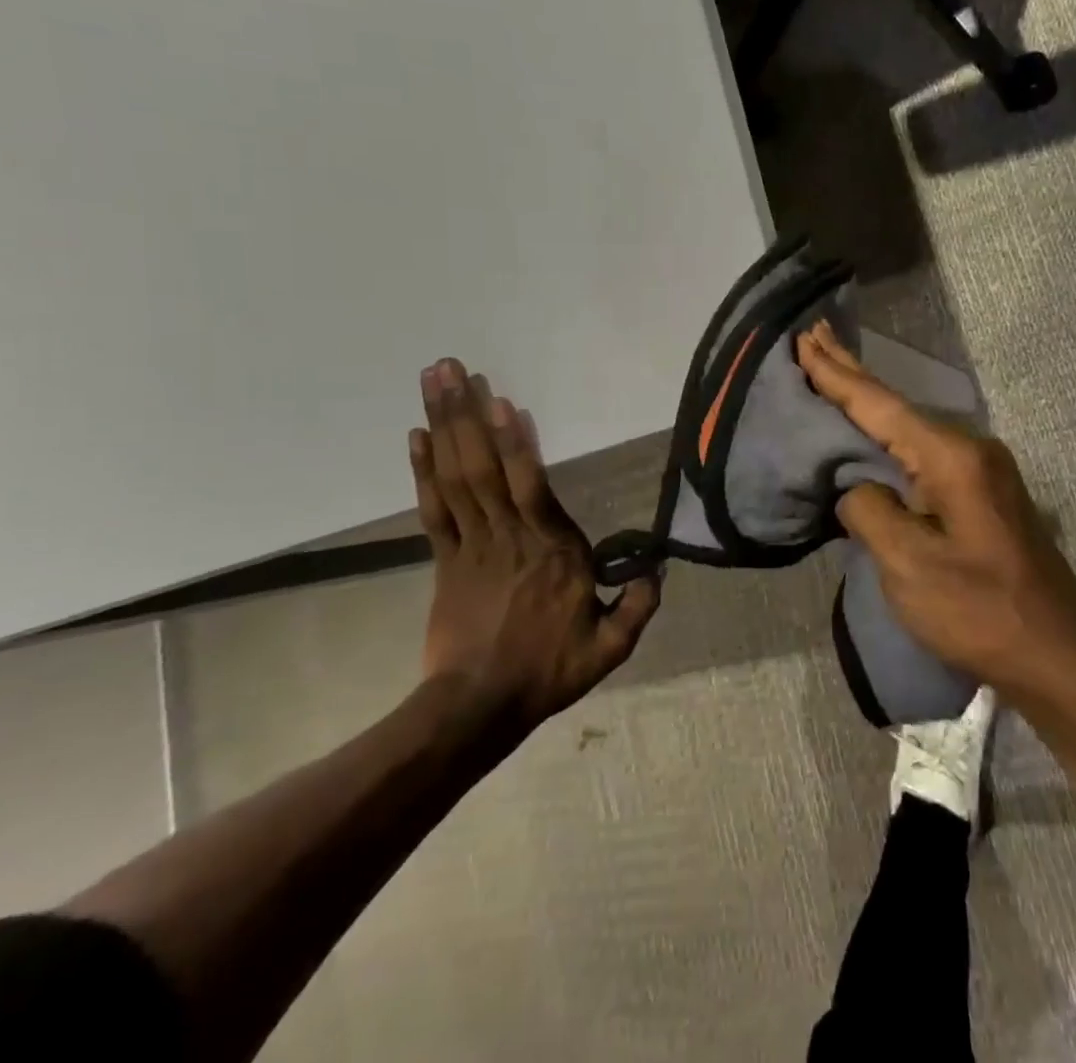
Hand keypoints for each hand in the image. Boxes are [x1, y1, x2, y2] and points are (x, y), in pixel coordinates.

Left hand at [409, 358, 660, 731]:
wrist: (478, 708)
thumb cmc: (548, 670)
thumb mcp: (609, 647)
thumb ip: (637, 605)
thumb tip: (659, 569)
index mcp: (552, 551)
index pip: (531, 486)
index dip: (514, 443)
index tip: (500, 402)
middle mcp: (509, 536)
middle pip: (482, 467)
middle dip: (465, 413)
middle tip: (449, 366)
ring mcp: (471, 546)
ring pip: (455, 478)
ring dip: (443, 426)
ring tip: (433, 382)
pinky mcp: (445, 561)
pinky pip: (433, 510)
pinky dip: (422, 472)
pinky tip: (416, 436)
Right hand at [794, 322, 1075, 695]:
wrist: (1058, 656)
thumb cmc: (980, 612)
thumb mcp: (909, 566)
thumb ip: (869, 512)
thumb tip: (856, 488)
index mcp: (951, 457)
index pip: (879, 406)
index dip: (836, 375)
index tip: (803, 340)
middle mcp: (970, 448)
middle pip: (896, 405)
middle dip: (851, 372)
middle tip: (813, 336)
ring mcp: (980, 469)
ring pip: (909, 426)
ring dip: (868, 401)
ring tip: (832, 371)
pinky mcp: (981, 493)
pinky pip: (923, 450)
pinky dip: (888, 433)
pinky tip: (872, 428)